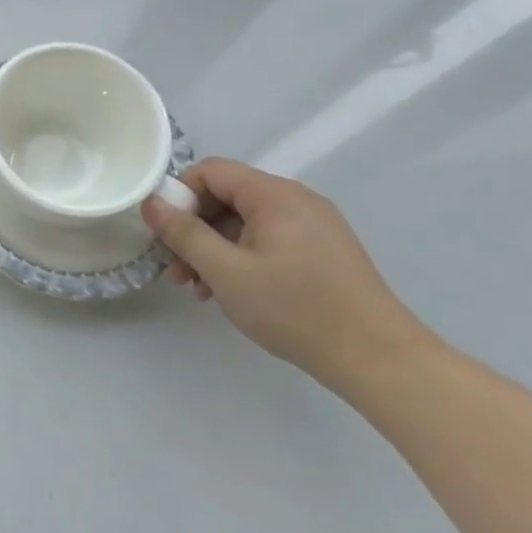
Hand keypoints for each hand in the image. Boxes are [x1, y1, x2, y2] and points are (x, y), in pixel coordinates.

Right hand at [139, 158, 431, 388]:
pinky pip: (269, 240)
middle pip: (227, 196)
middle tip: (176, 268)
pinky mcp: (324, 252)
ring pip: (245, 222)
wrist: (380, 361)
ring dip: (215, 248)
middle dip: (194, 229)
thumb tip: (151, 203)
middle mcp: (297, 200)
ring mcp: (315, 226)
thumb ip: (183, 233)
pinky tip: (232, 291)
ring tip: (200, 289)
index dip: (180, 195)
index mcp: (275, 195)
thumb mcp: (226, 271)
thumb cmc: (296, 309)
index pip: (210, 171)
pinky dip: (242, 258)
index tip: (166, 233)